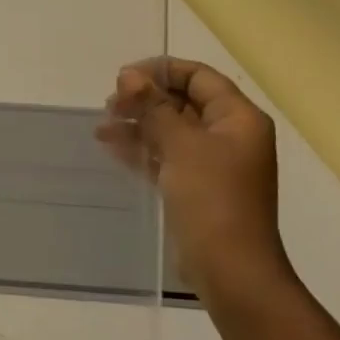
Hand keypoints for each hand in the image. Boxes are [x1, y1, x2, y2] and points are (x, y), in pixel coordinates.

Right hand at [100, 60, 290, 302]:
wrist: (229, 268)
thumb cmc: (212, 199)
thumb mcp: (181, 145)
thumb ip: (154, 107)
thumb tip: (129, 75)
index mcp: (238, 118)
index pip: (198, 77)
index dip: (160, 71)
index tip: (121, 78)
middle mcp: (228, 135)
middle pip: (182, 101)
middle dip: (145, 98)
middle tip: (109, 105)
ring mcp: (212, 162)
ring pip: (170, 128)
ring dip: (138, 123)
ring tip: (102, 127)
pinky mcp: (194, 186)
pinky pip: (165, 155)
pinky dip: (141, 147)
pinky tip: (111, 146)